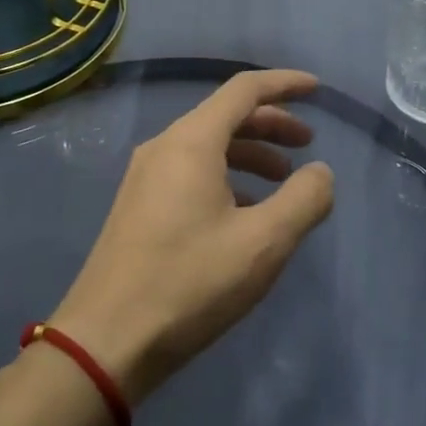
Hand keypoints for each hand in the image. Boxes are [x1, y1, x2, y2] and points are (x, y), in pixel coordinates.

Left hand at [50, 70, 335, 403]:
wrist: (105, 342)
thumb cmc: (189, 283)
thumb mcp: (262, 243)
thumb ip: (303, 200)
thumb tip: (320, 173)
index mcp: (192, 141)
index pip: (245, 90)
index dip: (284, 84)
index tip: (317, 89)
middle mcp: (165, 146)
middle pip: (226, 115)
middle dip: (272, 124)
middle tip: (307, 144)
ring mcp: (146, 176)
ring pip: (209, 146)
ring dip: (250, 154)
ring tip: (283, 182)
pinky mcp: (139, 205)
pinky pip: (192, 171)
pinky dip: (227, 177)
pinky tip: (245, 213)